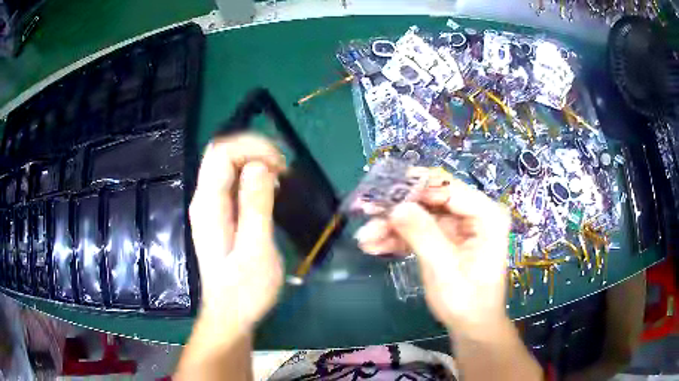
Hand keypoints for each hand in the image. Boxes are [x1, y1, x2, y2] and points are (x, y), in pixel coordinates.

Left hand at [189, 134, 285, 332]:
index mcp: (209, 204)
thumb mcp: (256, 250)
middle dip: (254, 150)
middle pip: (223, 153)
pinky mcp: (221, 214)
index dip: (251, 147)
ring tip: (281, 177)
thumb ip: (255, 206)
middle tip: (283, 169)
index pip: (221, 152)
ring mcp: (211, 206)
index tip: (280, 166)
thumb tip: (260, 166)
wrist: (231, 314)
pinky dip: (254, 176)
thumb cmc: (245, 290)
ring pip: (228, 164)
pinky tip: (271, 189)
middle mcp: (205, 199)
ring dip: (256, 161)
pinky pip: (234, 181)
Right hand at [355, 168, 510, 333]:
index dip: (415, 188)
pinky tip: (374, 245)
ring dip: (392, 225)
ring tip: (365, 237)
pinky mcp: (445, 238)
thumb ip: (422, 235)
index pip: (449, 188)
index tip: (383, 193)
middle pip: (431, 199)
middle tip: (366, 210)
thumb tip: (396, 206)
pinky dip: (397, 237)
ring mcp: (458, 226)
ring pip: (420, 214)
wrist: (471, 326)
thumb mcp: (444, 269)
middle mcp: (473, 213)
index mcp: (486, 215)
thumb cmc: (466, 301)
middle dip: (398, 207)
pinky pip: (418, 230)